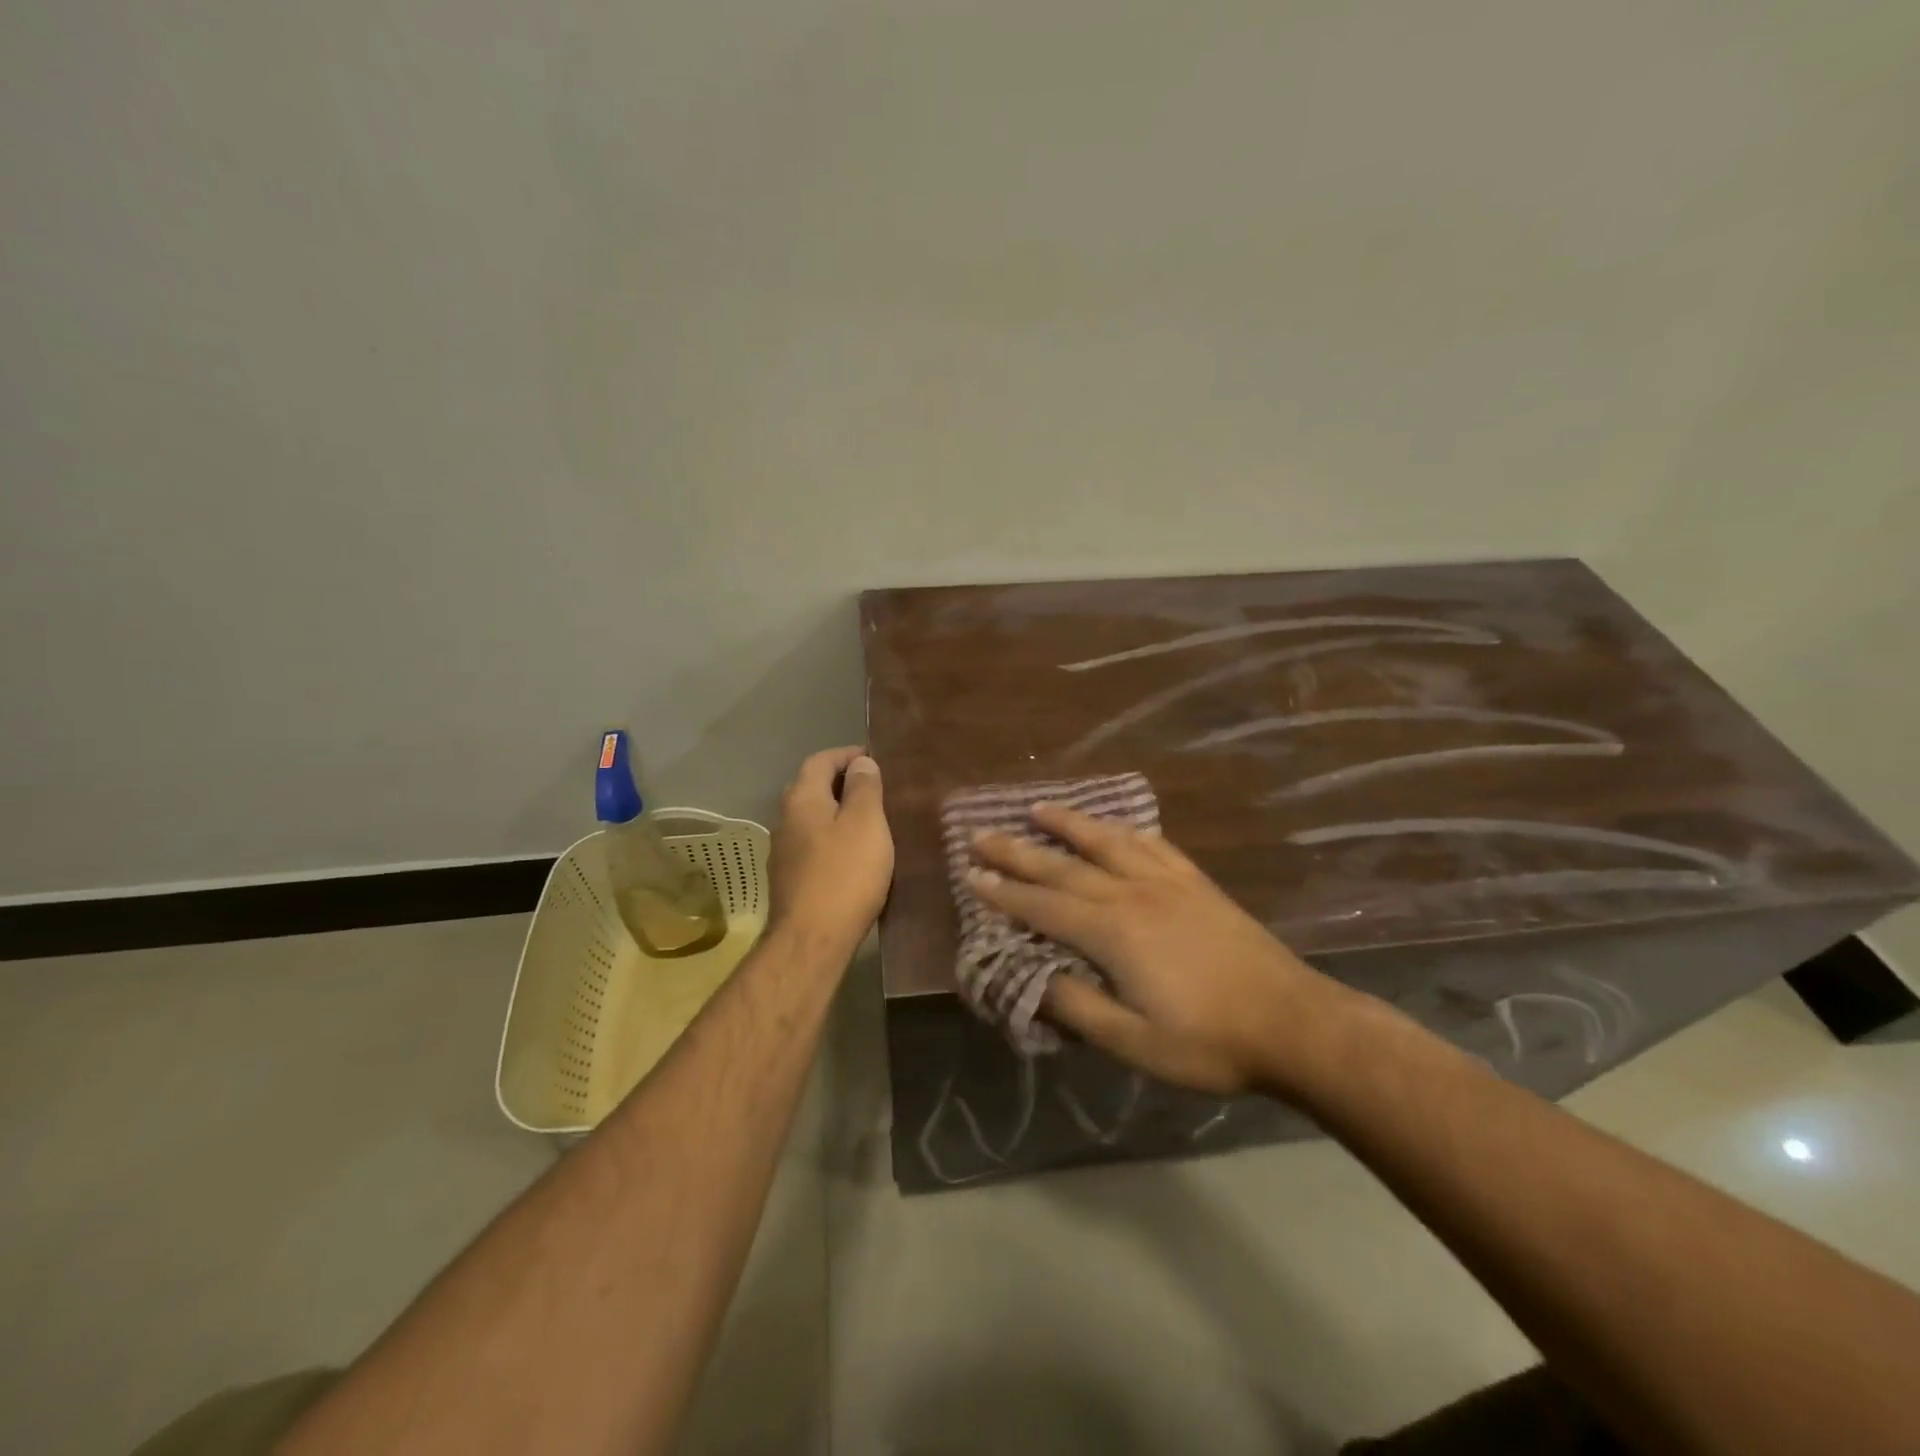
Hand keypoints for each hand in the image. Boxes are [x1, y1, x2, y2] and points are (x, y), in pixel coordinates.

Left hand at [767, 747, 894, 953]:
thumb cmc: (845, 874)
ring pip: (811, 820)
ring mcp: (783, 853)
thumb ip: (864, 788)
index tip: (875, 759)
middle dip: (841, 783)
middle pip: (811, 788)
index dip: (847, 755)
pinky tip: (854, 855)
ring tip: (870, 821)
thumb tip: (861, 763)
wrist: (812, 940)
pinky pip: (813, 846)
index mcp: (801, 799)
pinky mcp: (790, 881)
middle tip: (875, 789)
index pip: (820, 761)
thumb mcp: (866, 823)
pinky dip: (833, 840)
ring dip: (837, 813)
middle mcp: (785, 820)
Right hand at [969, 804, 1336, 1095]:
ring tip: (1037, 808)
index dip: (1005, 892)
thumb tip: (1031, 978)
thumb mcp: (1134, 1043)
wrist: (1293, 1023)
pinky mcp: (1195, 882)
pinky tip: (1114, 826)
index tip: (972, 876)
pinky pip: (1151, 843)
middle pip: (1064, 865)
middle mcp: (1133, 893)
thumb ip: (1077, 1007)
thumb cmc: (1209, 1042)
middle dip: (1018, 851)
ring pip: (1106, 841)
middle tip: (982, 834)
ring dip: (1068, 823)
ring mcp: (1167, 882)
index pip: (1044, 905)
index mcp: (1113, 932)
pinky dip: (1124, 830)